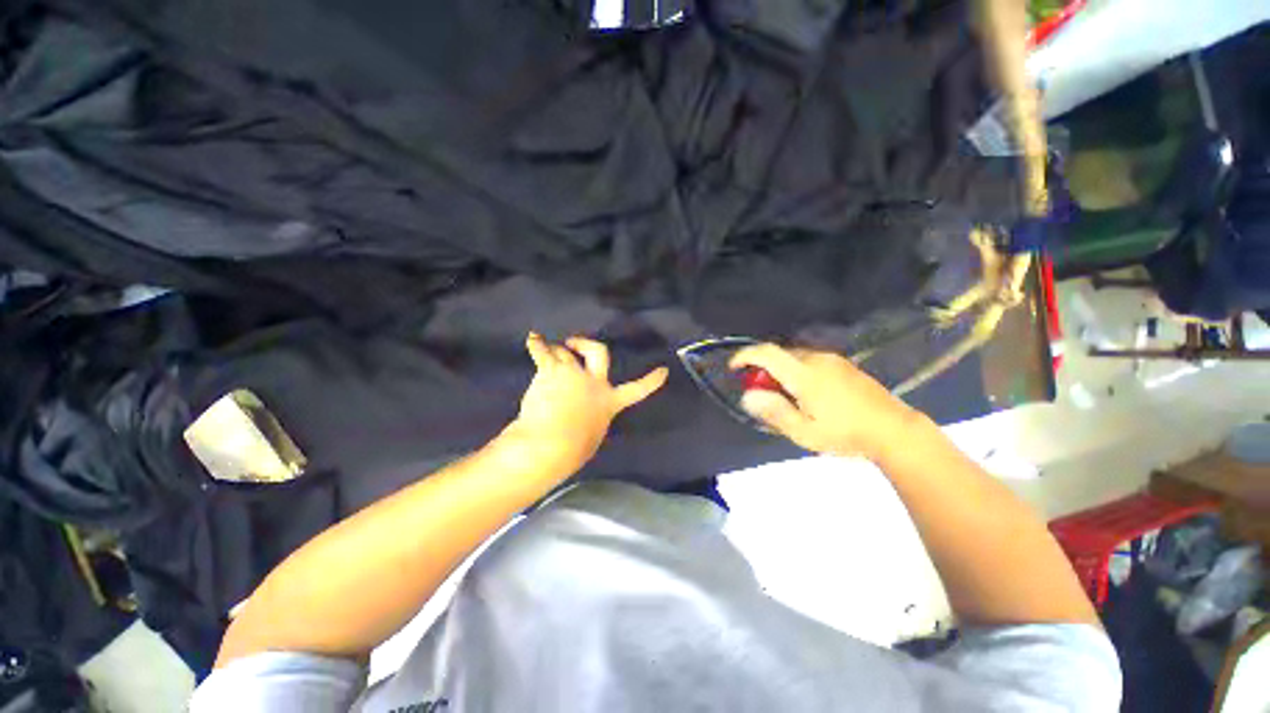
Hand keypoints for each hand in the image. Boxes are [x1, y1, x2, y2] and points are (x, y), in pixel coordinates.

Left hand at [501, 333, 667, 475]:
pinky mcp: (551, 371)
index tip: (663, 370)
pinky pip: (542, 351)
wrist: (550, 444)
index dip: (651, 381)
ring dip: (555, 350)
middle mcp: (594, 383)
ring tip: (545, 351)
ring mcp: (573, 374)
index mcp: (609, 402)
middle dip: (587, 344)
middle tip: (574, 343)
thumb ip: (592, 419)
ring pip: (564, 353)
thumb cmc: (570, 449)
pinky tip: (532, 339)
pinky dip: (536, 344)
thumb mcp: (591, 436)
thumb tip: (584, 418)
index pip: (636, 391)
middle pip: (599, 352)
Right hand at [730, 344, 921, 460]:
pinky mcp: (843, 365)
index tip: (733, 367)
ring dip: (779, 370)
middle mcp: (816, 359)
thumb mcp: (804, 432)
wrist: (894, 430)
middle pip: (779, 354)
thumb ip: (773, 411)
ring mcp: (832, 360)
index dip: (745, 356)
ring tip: (784, 397)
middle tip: (760, 393)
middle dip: (762, 368)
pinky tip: (805, 393)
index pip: (767, 353)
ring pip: (794, 357)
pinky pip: (809, 361)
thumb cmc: (845, 434)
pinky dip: (795, 371)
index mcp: (804, 374)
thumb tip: (747, 396)